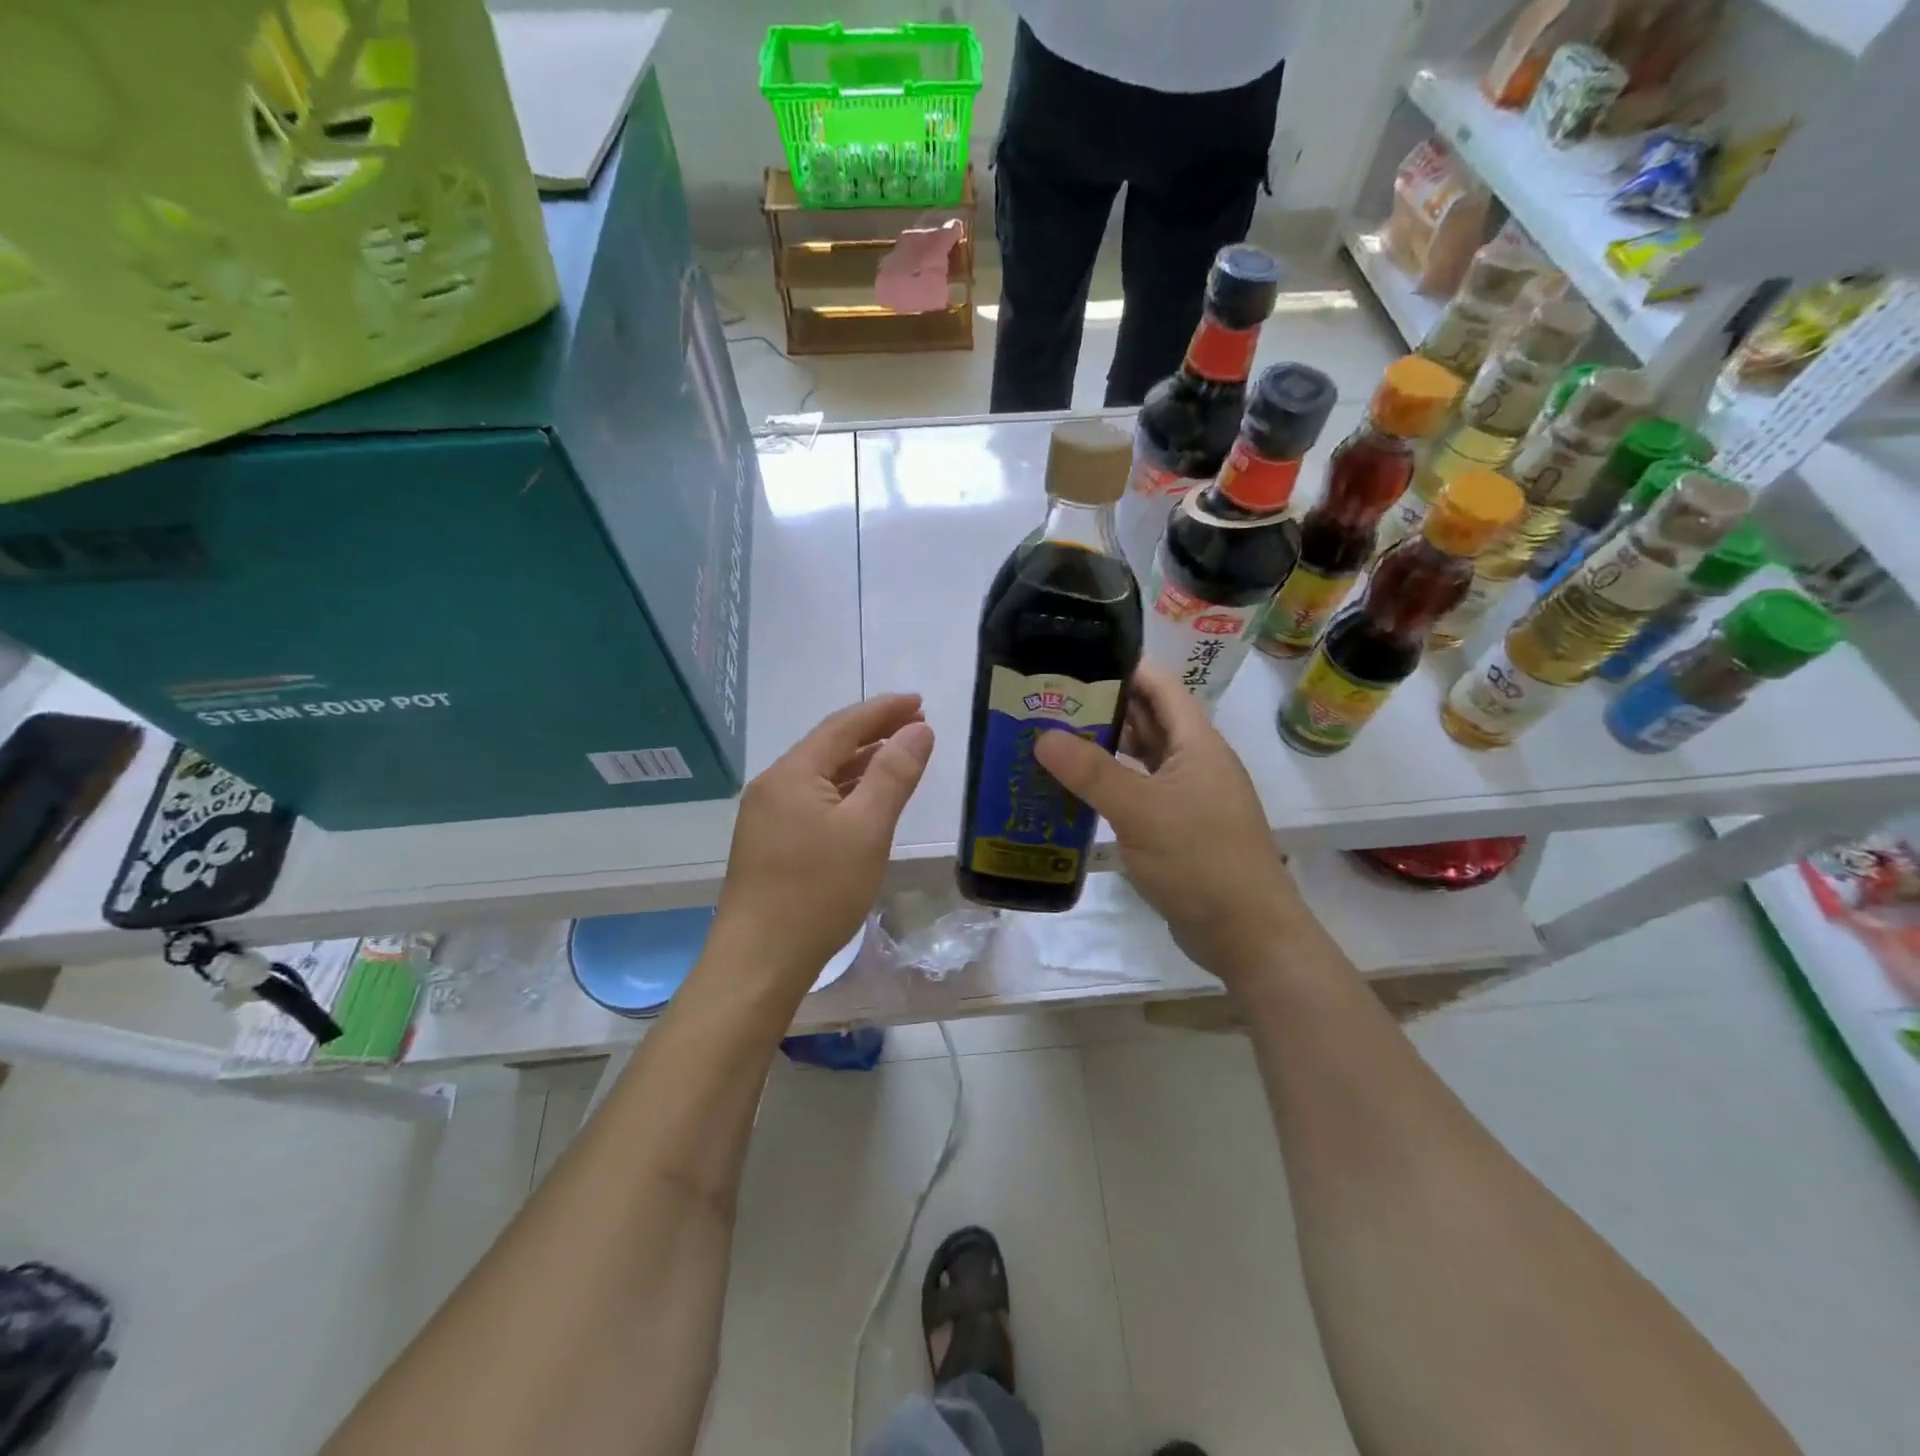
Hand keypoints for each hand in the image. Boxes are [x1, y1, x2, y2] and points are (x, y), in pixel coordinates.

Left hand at [708, 694, 933, 994]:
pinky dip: (844, 792)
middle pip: (829, 745)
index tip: (920, 701)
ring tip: (899, 756)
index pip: (844, 725)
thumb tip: (919, 730)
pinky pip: (812, 800)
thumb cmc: (817, 892)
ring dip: (860, 762)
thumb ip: (894, 774)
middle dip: (874, 732)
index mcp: (793, 773)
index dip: (884, 709)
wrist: (759, 961)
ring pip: (820, 775)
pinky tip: (864, 802)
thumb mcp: (867, 829)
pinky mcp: (768, 843)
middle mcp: (773, 785)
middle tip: (917, 726)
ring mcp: (766, 816)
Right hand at [1034, 663, 1308, 986]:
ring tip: (1049, 738)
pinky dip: (1108, 785)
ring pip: (1139, 757)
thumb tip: (1042, 736)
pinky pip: (1137, 791)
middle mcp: (1193, 761)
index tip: (1071, 658)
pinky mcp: (1176, 827)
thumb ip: (1091, 772)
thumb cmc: (1200, 861)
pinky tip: (1074, 790)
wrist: (1247, 934)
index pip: (1158, 685)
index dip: (1120, 665)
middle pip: (1145, 718)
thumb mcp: (1141, 811)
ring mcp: (1186, 796)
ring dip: (1101, 747)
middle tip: (1046, 700)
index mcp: (1196, 742)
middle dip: (1100, 706)